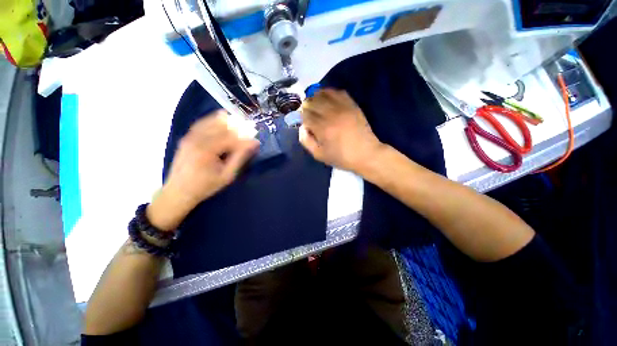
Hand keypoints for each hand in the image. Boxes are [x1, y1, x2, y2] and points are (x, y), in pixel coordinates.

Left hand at [147, 110, 259, 230]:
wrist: (178, 191)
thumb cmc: (206, 186)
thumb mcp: (227, 175)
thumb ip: (240, 158)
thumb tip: (253, 144)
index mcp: (207, 150)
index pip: (231, 138)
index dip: (245, 139)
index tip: (256, 142)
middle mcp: (197, 139)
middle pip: (222, 127)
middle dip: (238, 128)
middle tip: (251, 131)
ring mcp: (190, 137)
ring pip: (212, 122)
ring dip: (227, 122)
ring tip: (240, 124)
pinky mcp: (187, 138)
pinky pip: (202, 124)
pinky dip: (214, 120)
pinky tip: (223, 119)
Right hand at [299, 89, 384, 172]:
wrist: (366, 154)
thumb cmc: (341, 157)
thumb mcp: (319, 155)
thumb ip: (306, 141)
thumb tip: (302, 128)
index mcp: (322, 128)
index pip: (305, 114)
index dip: (302, 116)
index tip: (304, 121)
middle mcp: (331, 114)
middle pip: (312, 101)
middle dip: (307, 106)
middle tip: (308, 113)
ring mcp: (343, 107)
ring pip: (324, 93)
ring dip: (316, 97)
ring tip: (316, 104)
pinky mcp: (352, 105)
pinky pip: (338, 92)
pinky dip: (330, 93)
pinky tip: (328, 99)